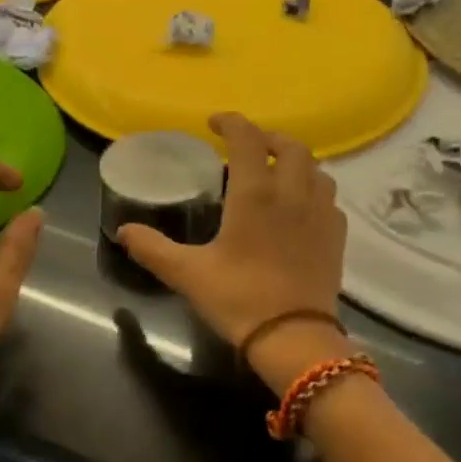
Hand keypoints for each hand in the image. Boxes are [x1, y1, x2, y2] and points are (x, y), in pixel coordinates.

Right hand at [116, 114, 348, 390]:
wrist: (294, 338)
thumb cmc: (238, 299)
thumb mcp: (187, 273)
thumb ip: (152, 248)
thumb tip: (124, 231)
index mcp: (255, 194)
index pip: (247, 140)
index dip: (231, 123)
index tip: (214, 122)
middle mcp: (292, 193)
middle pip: (291, 146)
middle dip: (267, 138)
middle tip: (246, 146)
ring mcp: (321, 214)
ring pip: (316, 169)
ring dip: (294, 161)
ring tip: (275, 171)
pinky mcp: (336, 236)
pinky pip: (329, 197)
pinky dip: (313, 189)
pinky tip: (300, 206)